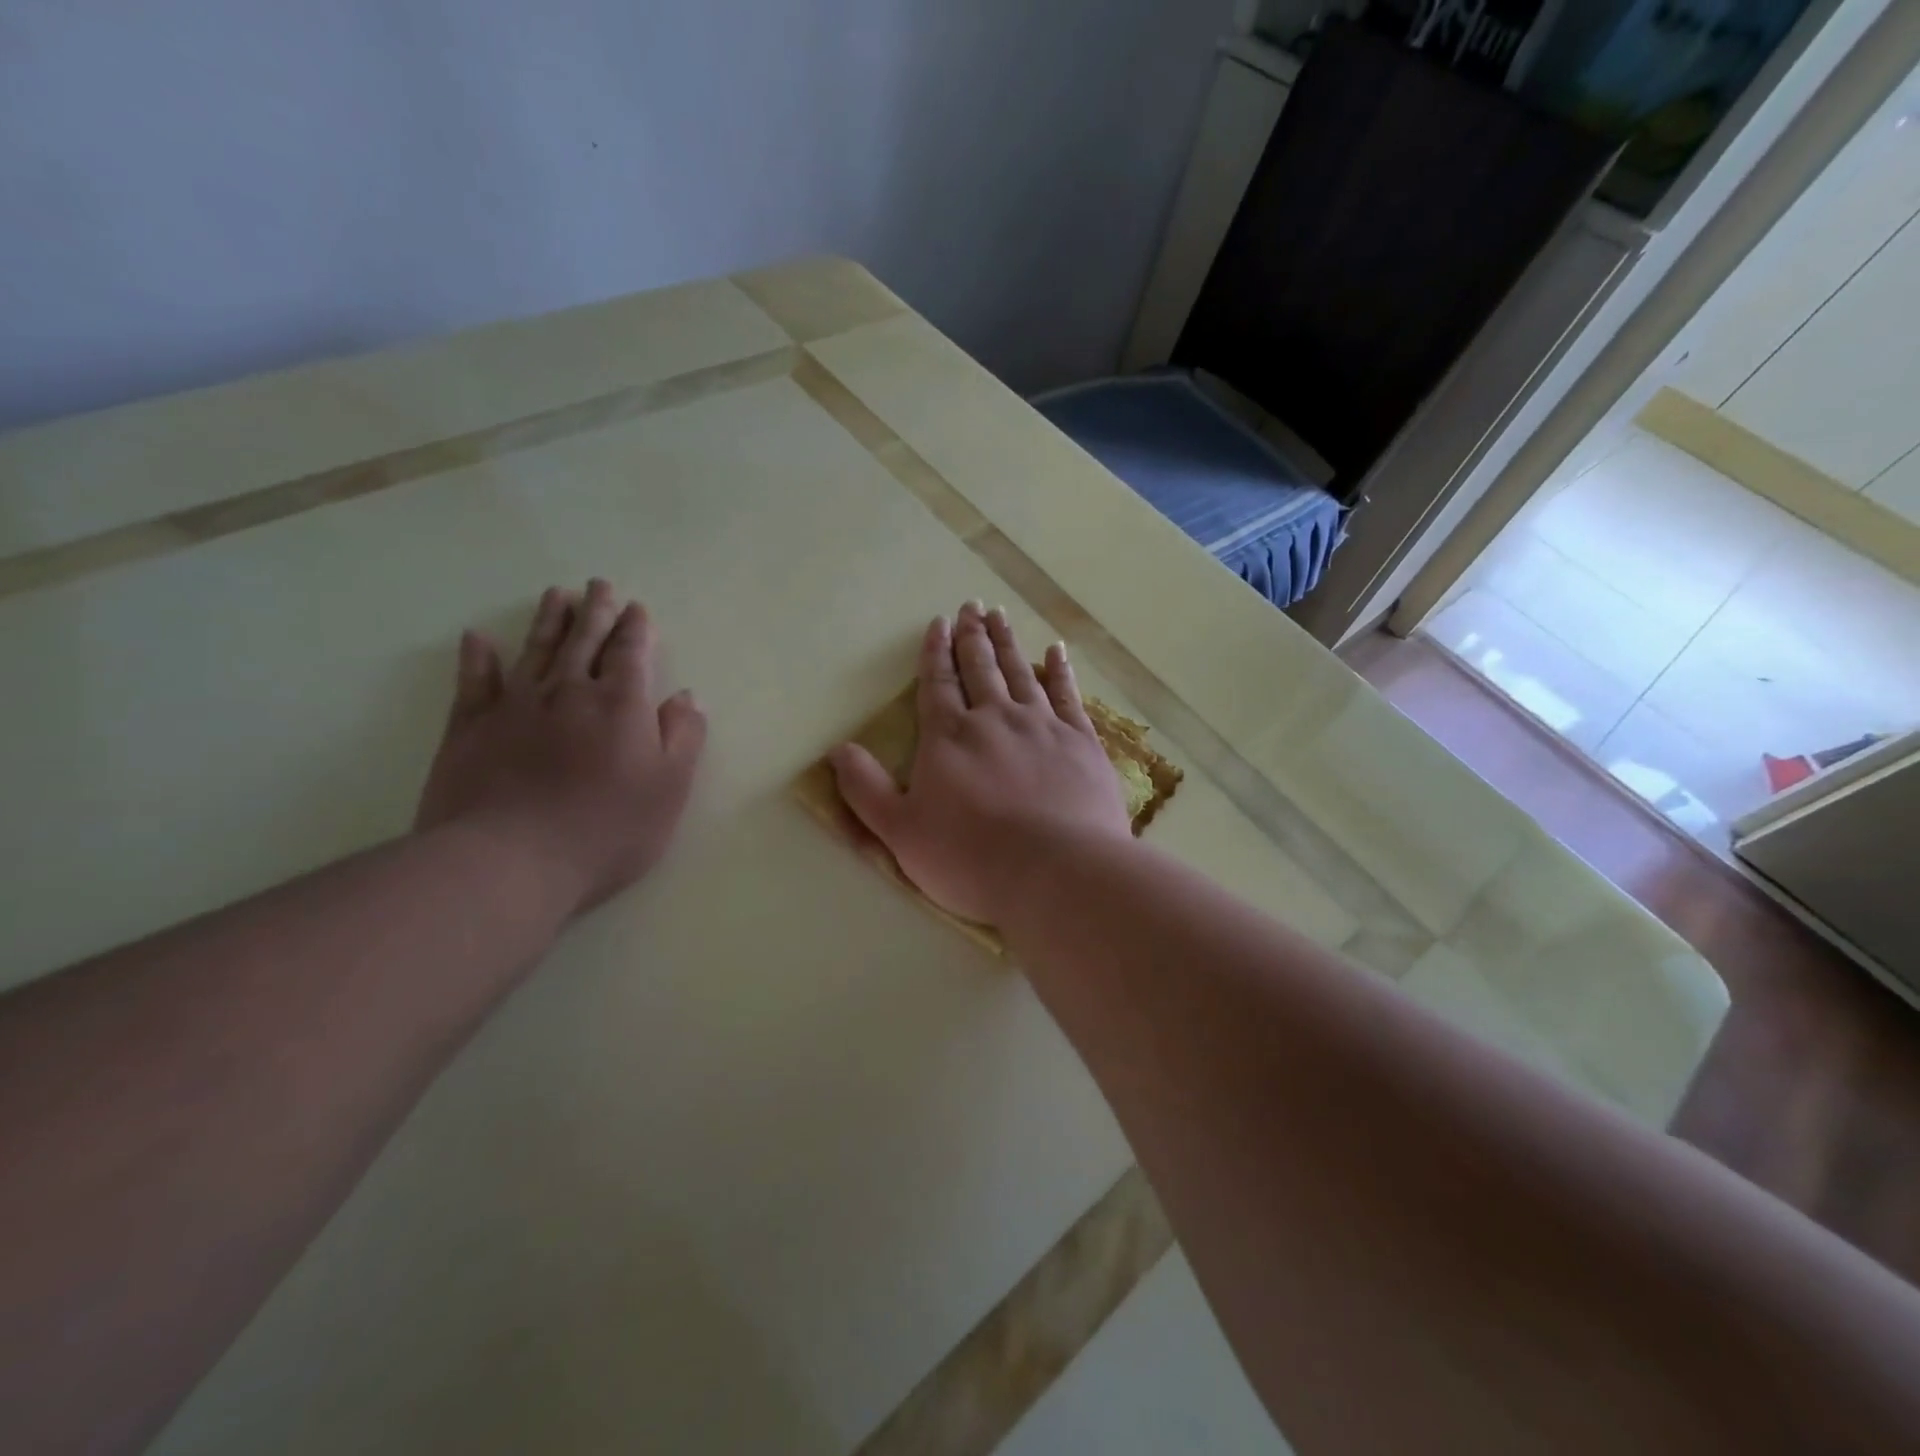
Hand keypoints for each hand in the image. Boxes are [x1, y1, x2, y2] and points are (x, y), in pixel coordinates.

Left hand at [415, 580, 706, 914]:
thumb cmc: (606, 829)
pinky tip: (479, 639)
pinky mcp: (470, 728)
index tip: (637, 608)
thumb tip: (687, 697)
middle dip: (596, 612)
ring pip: (536, 650)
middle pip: (584, 641)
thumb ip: (684, 737)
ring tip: (557, 595)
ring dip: (549, 621)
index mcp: (620, 705)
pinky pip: (475, 683)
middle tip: (599, 585)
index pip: (631, 654)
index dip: (636, 629)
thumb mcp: (669, 788)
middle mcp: (568, 692)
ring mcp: (515, 706)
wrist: (510, 861)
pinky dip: (478, 659)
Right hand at [830, 602, 1131, 925]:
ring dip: (1007, 642)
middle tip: (970, 607)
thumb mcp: (900, 832)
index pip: (938, 683)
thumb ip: (866, 789)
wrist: (1057, 872)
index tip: (937, 623)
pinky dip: (1060, 670)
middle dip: (972, 636)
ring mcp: (1042, 726)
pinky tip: (1056, 651)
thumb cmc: (971, 858)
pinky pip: (1068, 694)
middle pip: (980, 668)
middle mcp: (995, 719)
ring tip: (1000, 616)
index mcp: (949, 737)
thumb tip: (837, 750)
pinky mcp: (1081, 742)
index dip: (935, 652)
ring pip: (1020, 672)